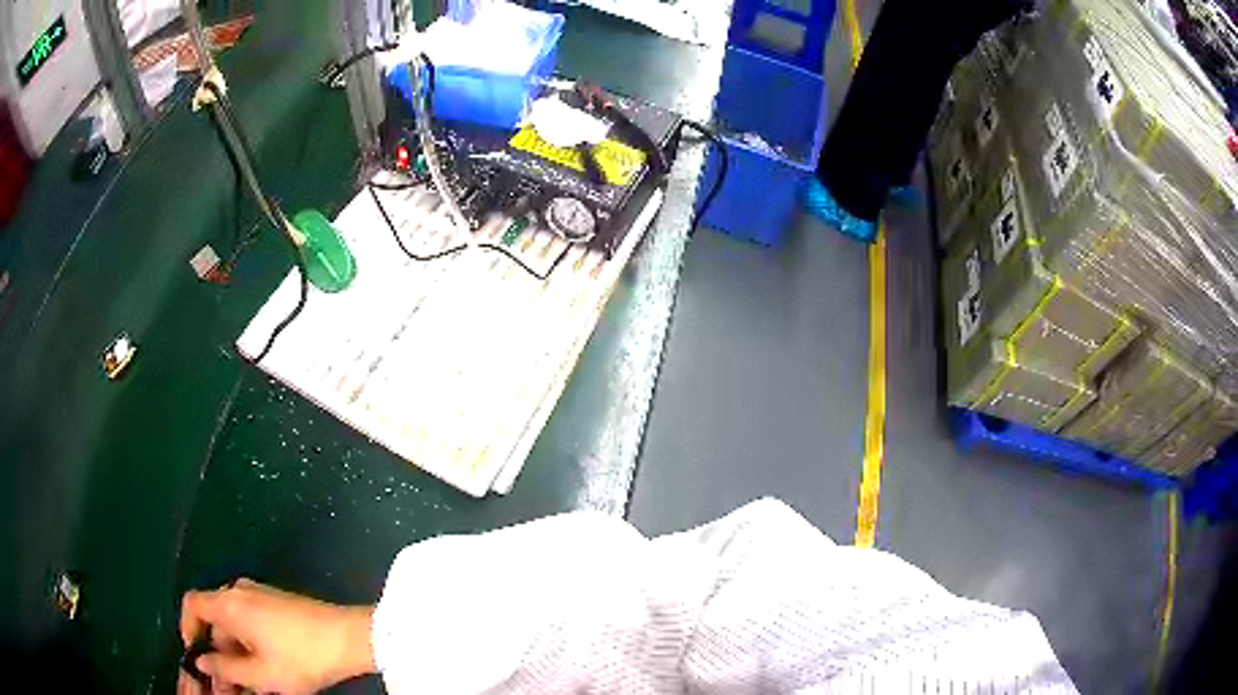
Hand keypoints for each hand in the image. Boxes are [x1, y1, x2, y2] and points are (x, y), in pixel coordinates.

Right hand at [178, 578, 374, 694]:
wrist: (349, 638)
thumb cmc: (301, 658)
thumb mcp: (261, 674)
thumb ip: (226, 670)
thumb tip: (202, 662)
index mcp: (229, 603)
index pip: (193, 605)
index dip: (187, 629)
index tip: (195, 657)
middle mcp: (240, 592)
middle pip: (215, 621)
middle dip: (217, 655)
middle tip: (226, 686)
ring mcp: (261, 596)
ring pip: (236, 627)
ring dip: (235, 656)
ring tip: (246, 687)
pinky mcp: (279, 605)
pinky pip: (253, 625)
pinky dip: (250, 647)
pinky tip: (263, 674)